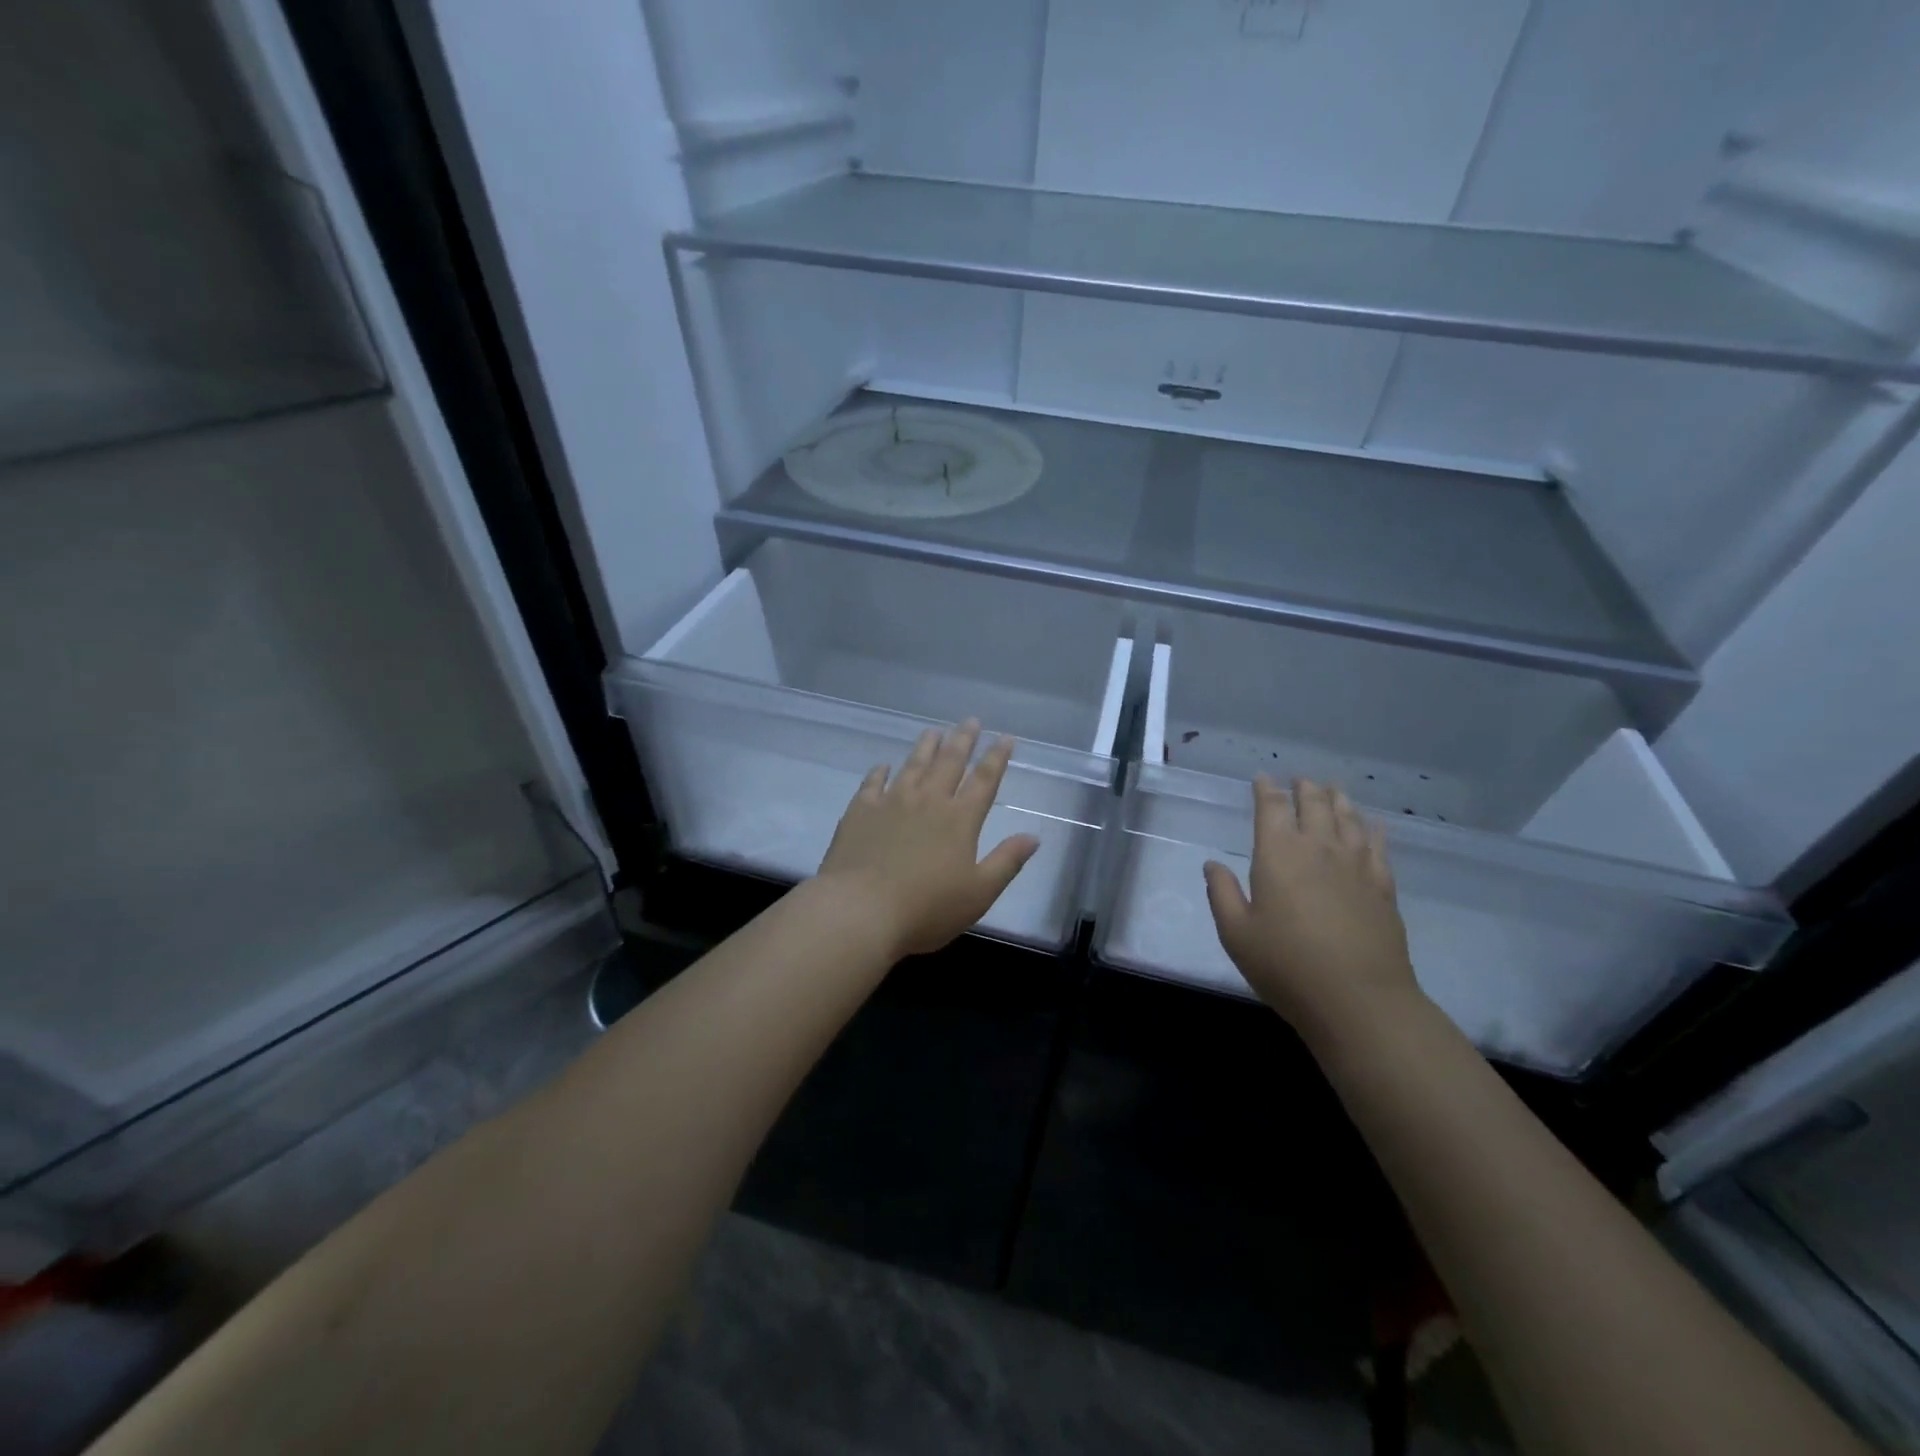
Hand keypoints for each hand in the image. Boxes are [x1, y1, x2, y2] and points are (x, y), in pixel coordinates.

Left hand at [817, 720, 1040, 958]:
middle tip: (970, 720)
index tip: (1005, 737)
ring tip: (934, 731)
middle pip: (949, 762)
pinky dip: (880, 771)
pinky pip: (872, 783)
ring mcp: (891, 802)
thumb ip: (1007, 862)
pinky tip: (883, 765)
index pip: (984, 780)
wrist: (860, 911)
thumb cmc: (926, 908)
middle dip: (963, 740)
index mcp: (960, 819)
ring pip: (913, 765)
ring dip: (926, 747)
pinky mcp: (860, 811)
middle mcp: (928, 801)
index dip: (997, 757)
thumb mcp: (978, 893)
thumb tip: (1033, 836)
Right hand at [1204, 777, 1425, 1050]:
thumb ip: (1221, 893)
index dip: (1266, 790)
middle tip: (1300, 779)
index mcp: (1278, 854)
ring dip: (1338, 800)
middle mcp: (1319, 849)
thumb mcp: (1236, 933)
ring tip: (1333, 789)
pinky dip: (1372, 829)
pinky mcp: (1383, 888)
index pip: (1272, 808)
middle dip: (1305, 789)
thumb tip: (1212, 863)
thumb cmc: (1286, 965)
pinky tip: (1372, 825)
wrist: (1359, 1000)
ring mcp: (1356, 867)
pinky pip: (1377, 847)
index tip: (1263, 777)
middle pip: (1314, 805)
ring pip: (1348, 819)